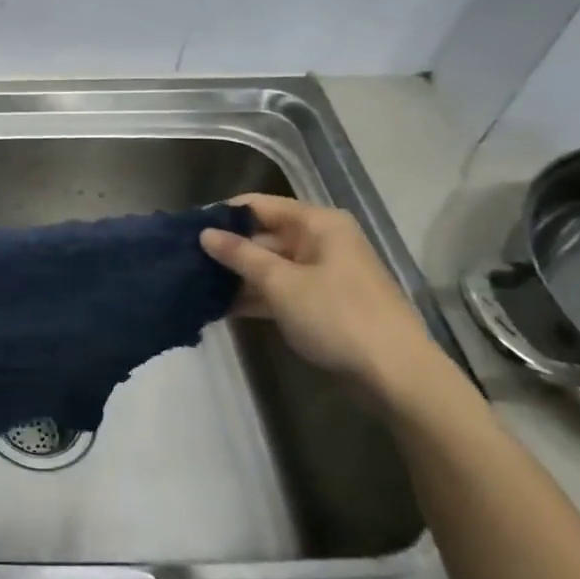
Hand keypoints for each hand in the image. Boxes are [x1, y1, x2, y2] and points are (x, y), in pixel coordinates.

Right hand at [200, 194, 442, 395]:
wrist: (394, 373)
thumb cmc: (336, 316)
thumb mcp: (281, 283)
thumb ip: (240, 255)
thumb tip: (204, 233)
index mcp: (317, 223)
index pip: (258, 206)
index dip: (222, 216)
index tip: (185, 231)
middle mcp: (321, 240)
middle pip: (263, 235)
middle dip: (226, 250)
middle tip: (184, 263)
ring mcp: (323, 272)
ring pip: (269, 265)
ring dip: (236, 276)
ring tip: (195, 286)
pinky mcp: (321, 301)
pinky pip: (280, 289)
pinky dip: (254, 296)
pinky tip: (220, 308)